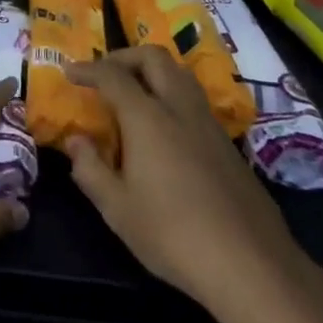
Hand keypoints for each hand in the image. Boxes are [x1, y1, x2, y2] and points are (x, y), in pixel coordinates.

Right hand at [67, 47, 307, 312]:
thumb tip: (75, 141)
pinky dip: (172, 96)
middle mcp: (179, 108)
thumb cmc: (174, 235)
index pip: (112, 75)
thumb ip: (90, 169)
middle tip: (105, 73)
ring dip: (153, 71)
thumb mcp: (118, 209)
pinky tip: (165, 129)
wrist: (252, 265)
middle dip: (125, 57)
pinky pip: (195, 100)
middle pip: (153, 57)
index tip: (70, 71)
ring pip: (180, 74)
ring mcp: (209, 123)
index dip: (88, 69)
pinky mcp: (229, 144)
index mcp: (147, 117)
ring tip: (135, 93)